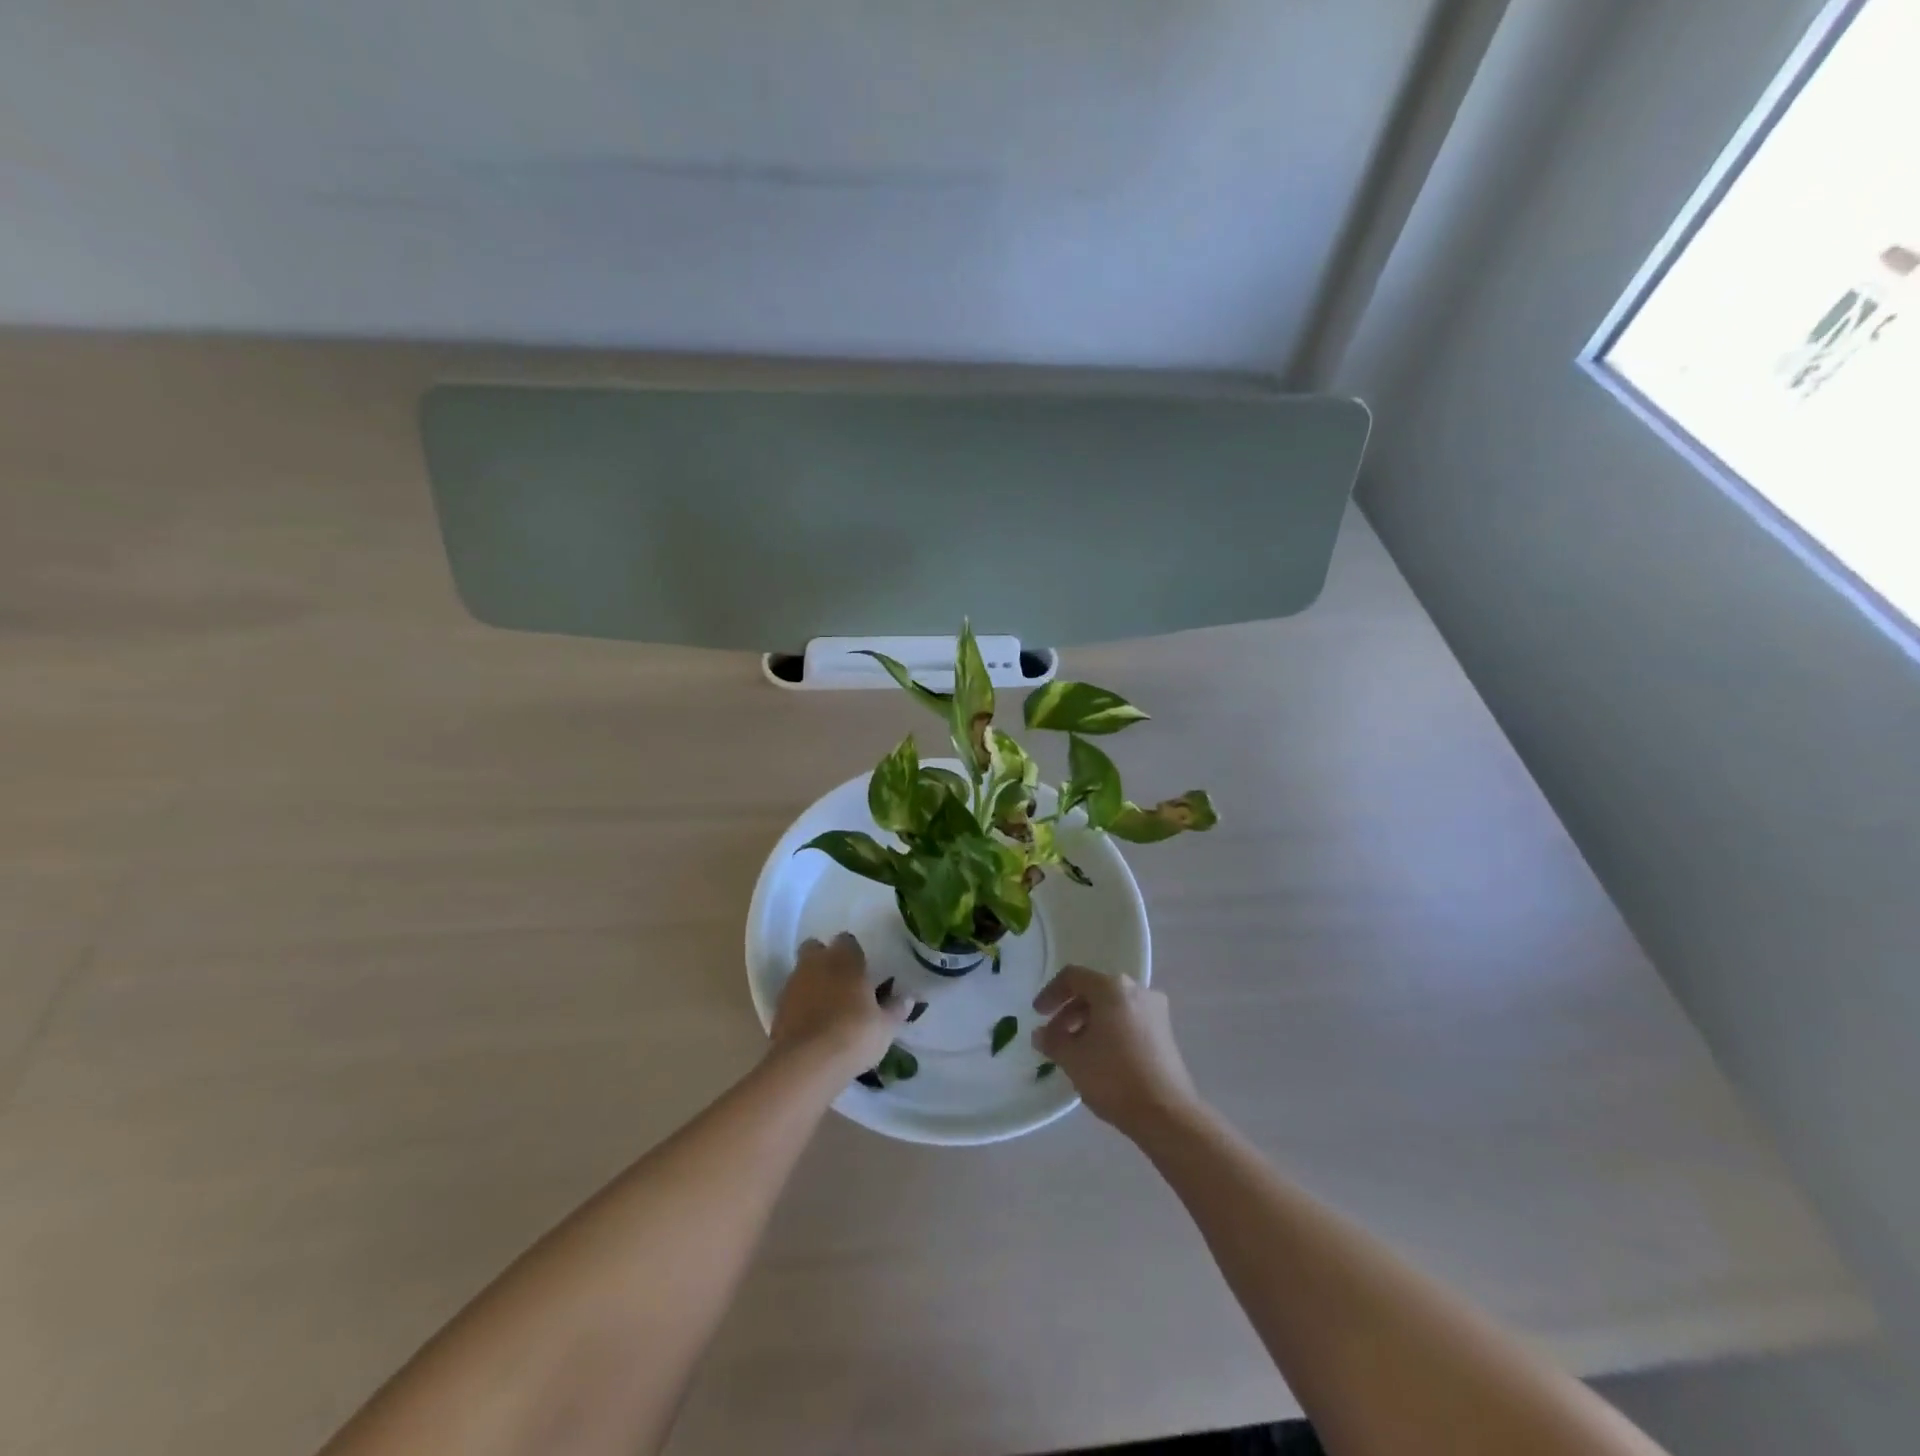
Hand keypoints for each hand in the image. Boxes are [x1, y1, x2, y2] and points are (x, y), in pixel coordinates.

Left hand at [771, 933, 910, 1077]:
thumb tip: (909, 998)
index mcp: (844, 958)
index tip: (861, 970)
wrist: (809, 1063)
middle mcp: (815, 963)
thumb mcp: (885, 1026)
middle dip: (824, 960)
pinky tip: (811, 1026)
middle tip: (840, 982)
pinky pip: (791, 999)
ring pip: (801, 973)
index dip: (853, 953)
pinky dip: (799, 1007)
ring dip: (811, 984)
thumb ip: (895, 1009)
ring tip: (826, 1008)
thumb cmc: (855, 1034)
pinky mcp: (777, 1009)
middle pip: (815, 949)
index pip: (847, 940)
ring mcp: (793, 985)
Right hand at [1033, 965, 1203, 1138]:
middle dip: (1069, 1012)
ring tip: (1074, 1051)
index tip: (1038, 1015)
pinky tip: (1099, 1057)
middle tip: (1053, 1037)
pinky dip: (1109, 1030)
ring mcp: (1155, 1010)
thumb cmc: (1114, 1078)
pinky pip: (1128, 1020)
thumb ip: (1052, 1041)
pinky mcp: (1165, 1032)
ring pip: (1112, 1006)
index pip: (1073, 977)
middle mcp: (1137, 990)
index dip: (1051, 993)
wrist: (1167, 1114)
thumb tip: (1041, 1035)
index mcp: (1112, 988)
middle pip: (1094, 991)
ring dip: (1088, 1023)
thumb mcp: (1073, 1059)